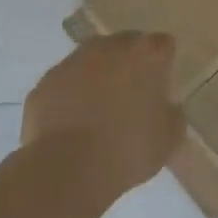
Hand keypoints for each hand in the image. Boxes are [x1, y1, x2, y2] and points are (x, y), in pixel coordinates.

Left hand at [21, 33, 184, 196]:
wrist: (66, 171)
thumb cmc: (128, 150)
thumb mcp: (169, 139)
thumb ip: (173, 116)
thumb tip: (166, 110)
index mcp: (147, 53)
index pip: (163, 45)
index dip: (162, 66)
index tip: (160, 89)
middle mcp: (110, 46)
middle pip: (125, 45)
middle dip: (128, 65)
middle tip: (130, 99)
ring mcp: (73, 62)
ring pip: (91, 61)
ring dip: (96, 78)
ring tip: (97, 114)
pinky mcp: (44, 84)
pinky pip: (63, 85)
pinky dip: (68, 98)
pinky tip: (71, 126)